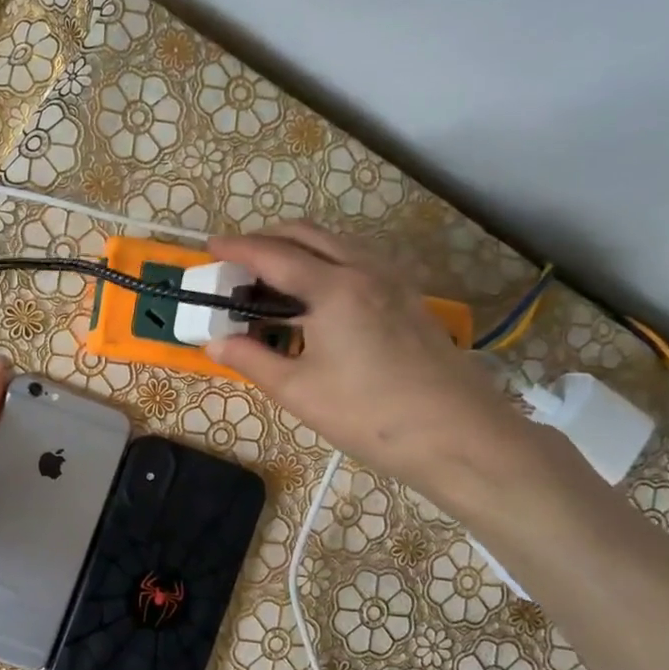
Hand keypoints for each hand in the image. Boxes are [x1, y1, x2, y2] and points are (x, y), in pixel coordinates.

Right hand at [203, 222, 531, 495]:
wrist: (459, 435)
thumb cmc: (370, 414)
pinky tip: (318, 299)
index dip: (237, 248)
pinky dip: (326, 263)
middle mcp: (365, 271)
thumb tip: (215, 343)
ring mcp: (393, 282)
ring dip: (300, 249)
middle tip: (238, 262)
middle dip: (267, 239)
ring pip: (337, 244)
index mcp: (334, 288)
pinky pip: (358, 262)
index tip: (210, 247)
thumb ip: (252, 359)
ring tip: (273, 280)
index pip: (273, 255)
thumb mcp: (299, 391)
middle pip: (308, 234)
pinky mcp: (408, 299)